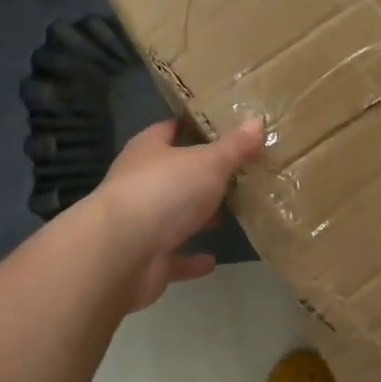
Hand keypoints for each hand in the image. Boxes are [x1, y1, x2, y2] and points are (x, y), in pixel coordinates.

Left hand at [91, 118, 266, 310]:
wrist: (122, 253)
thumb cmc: (165, 191)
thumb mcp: (209, 161)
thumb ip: (235, 146)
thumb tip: (257, 122)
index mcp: (149, 151)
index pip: (170, 129)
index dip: (193, 126)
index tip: (223, 128)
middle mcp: (140, 183)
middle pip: (175, 174)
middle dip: (203, 175)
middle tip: (240, 173)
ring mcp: (141, 223)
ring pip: (175, 216)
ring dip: (199, 217)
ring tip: (234, 213)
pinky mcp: (147, 259)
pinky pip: (174, 257)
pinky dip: (191, 259)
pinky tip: (212, 259)